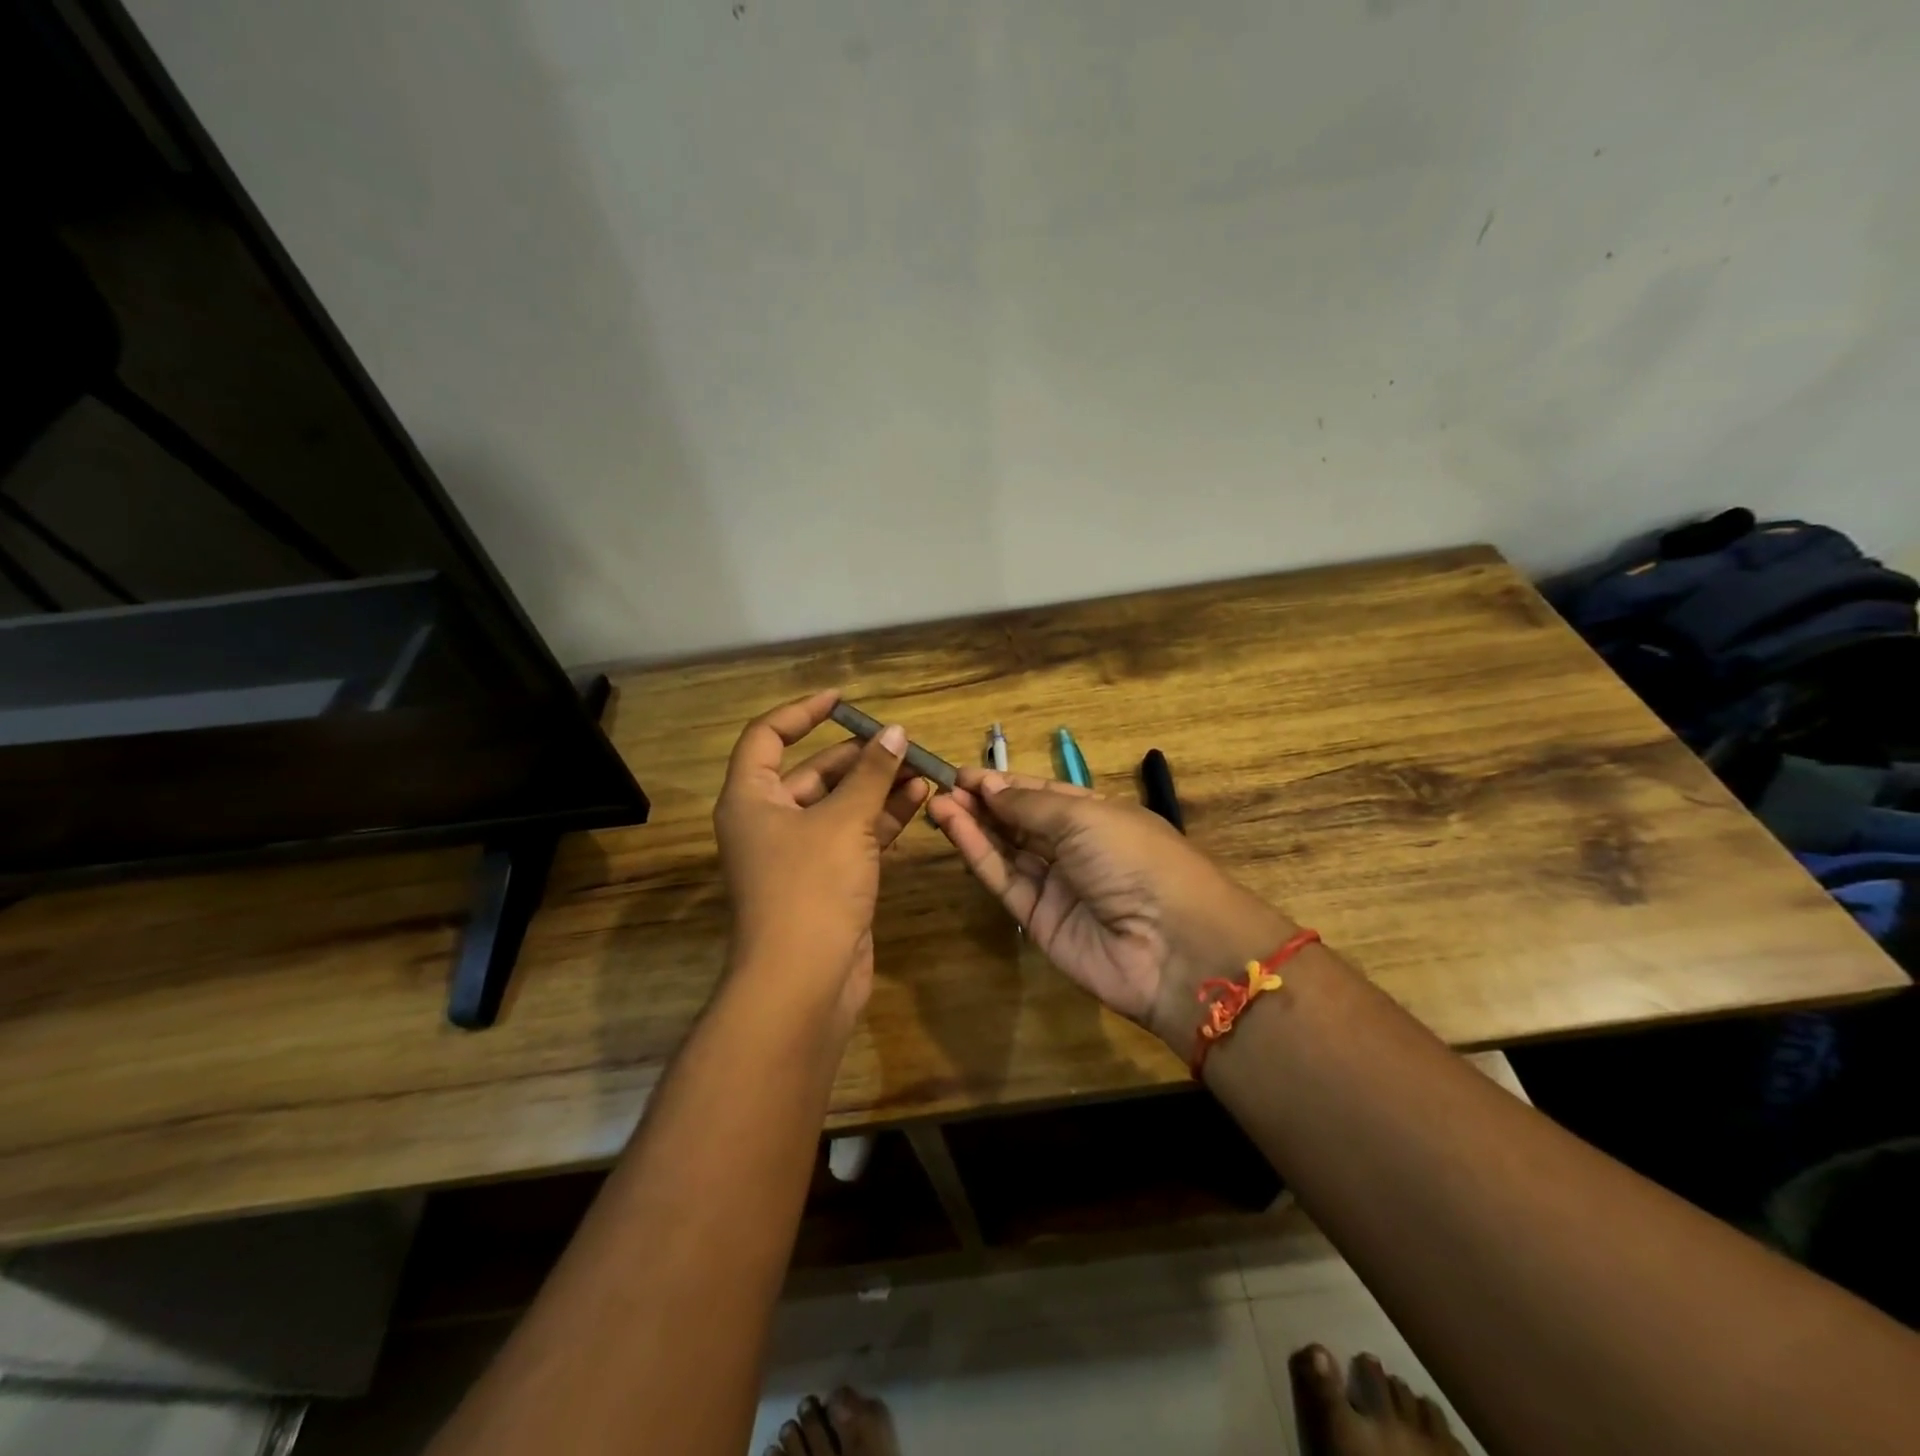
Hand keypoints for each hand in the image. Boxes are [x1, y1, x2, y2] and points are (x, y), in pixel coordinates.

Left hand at [713, 692, 929, 1024]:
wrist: (803, 983)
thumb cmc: (811, 888)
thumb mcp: (844, 821)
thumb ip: (872, 774)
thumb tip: (895, 732)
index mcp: (751, 799)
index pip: (767, 736)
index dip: (802, 712)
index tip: (843, 701)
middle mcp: (770, 821)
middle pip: (813, 771)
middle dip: (860, 756)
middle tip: (903, 742)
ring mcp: (800, 854)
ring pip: (841, 805)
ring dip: (878, 786)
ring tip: (922, 766)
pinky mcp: (829, 880)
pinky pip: (856, 835)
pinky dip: (884, 818)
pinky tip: (920, 799)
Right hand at [927, 769, 1294, 1047]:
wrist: (1170, 946)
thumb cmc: (1134, 859)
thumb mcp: (1084, 817)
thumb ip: (1030, 804)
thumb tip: (989, 787)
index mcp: (1098, 816)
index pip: (1044, 794)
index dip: (1006, 783)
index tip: (965, 774)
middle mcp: (1077, 849)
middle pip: (1022, 821)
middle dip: (985, 803)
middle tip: (944, 786)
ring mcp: (1057, 886)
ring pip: (1007, 850)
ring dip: (974, 825)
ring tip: (937, 802)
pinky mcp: (1037, 920)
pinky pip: (1004, 880)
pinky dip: (978, 853)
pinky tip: (953, 827)